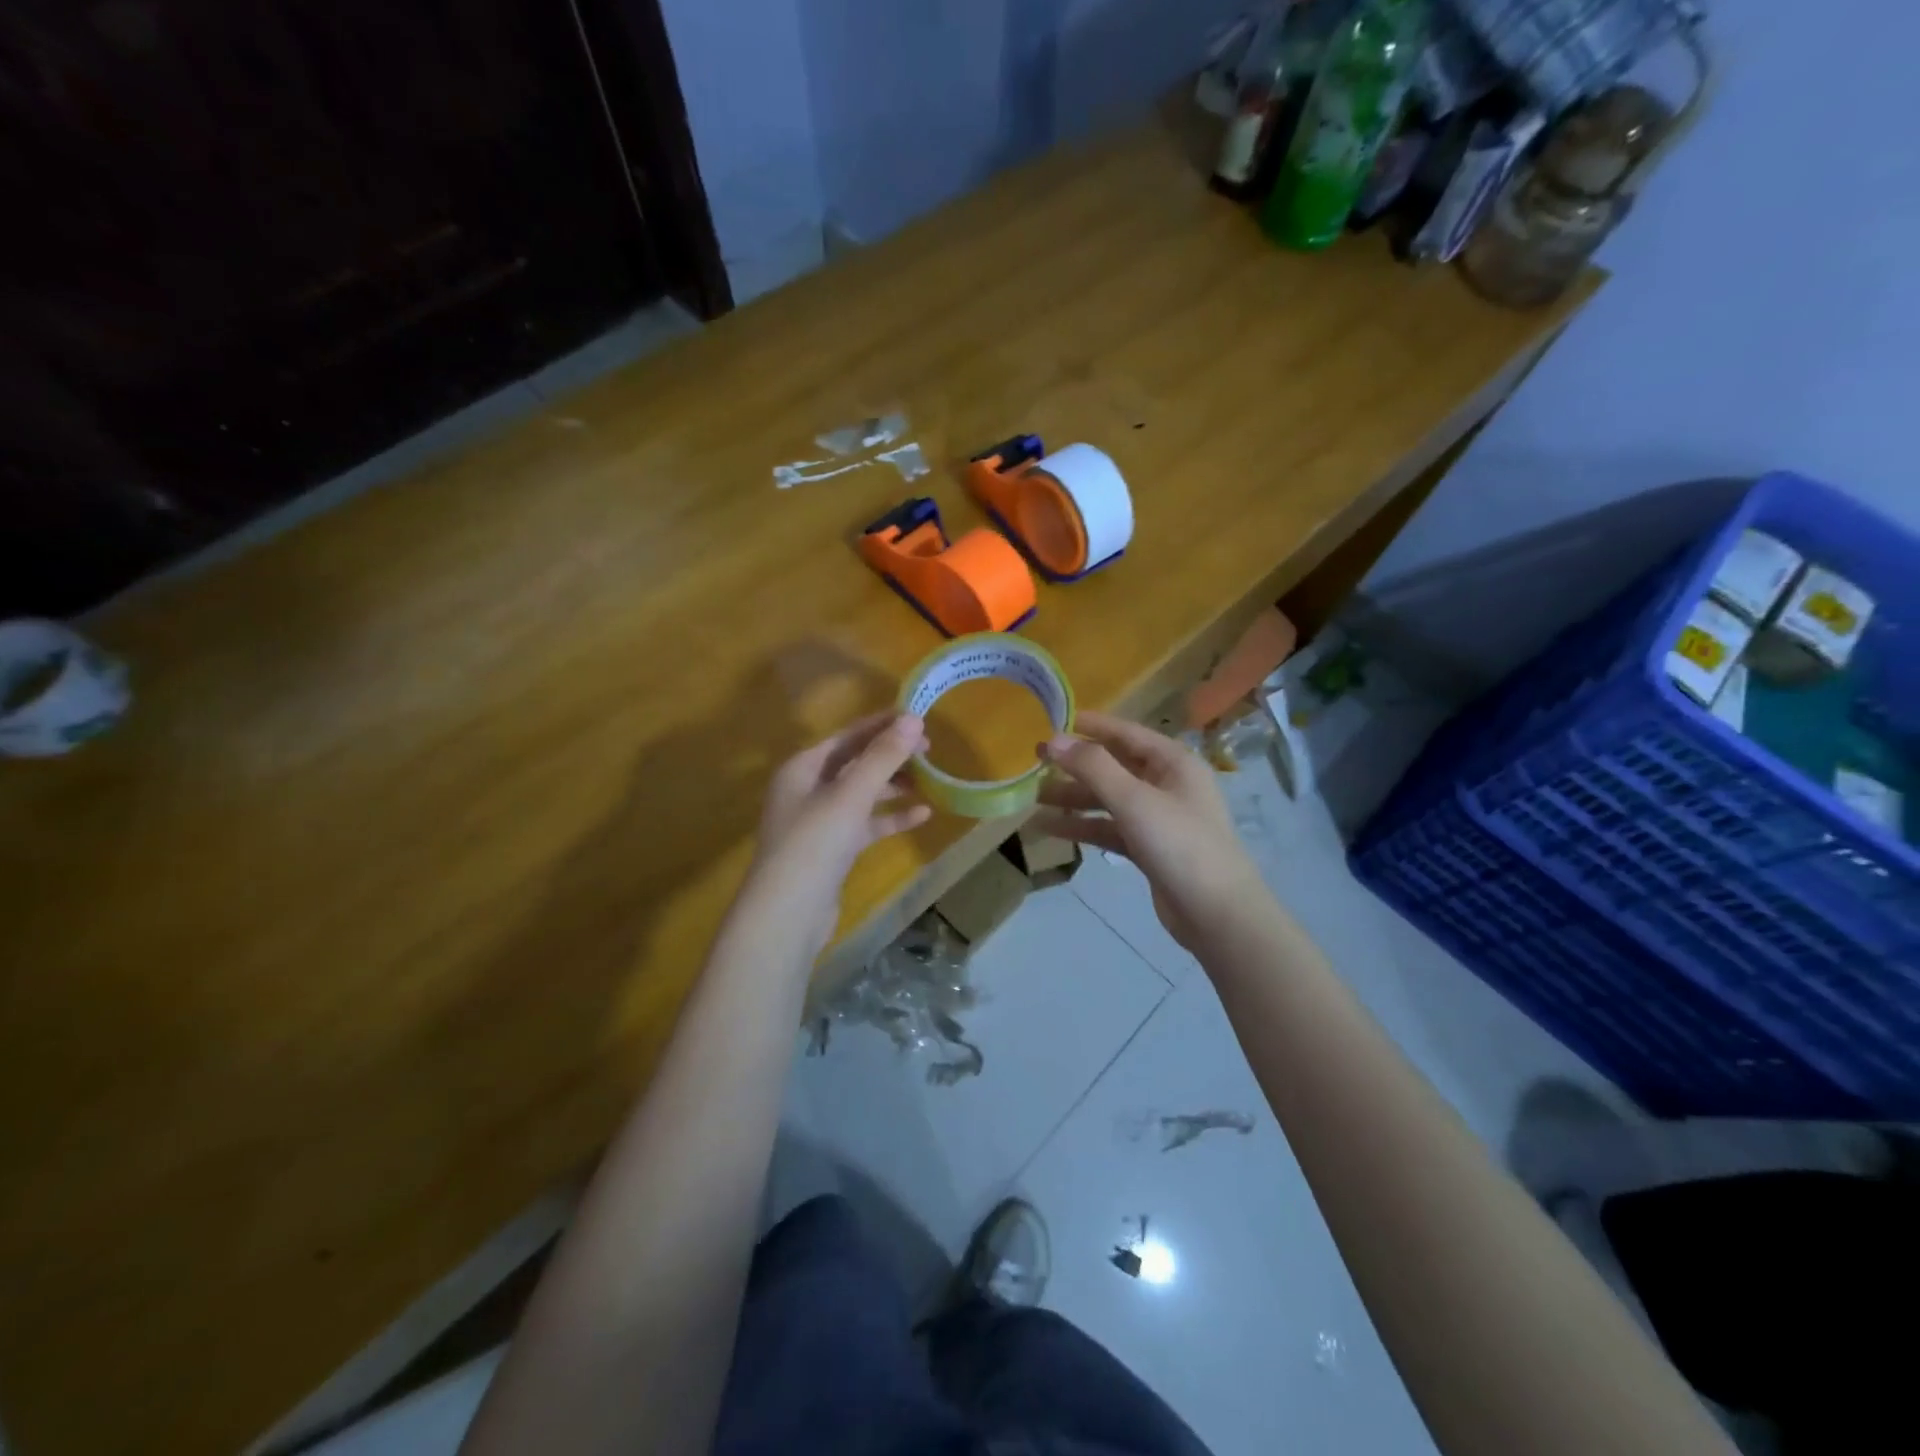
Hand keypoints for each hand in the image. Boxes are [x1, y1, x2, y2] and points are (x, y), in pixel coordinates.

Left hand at [733, 713, 932, 958]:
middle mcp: (807, 789)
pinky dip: (890, 818)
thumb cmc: (814, 843)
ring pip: (862, 794)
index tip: (918, 717)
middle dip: (891, 755)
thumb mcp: (850, 795)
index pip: (847, 737)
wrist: (788, 914)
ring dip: (893, 786)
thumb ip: (882, 757)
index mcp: (802, 768)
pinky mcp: (833, 849)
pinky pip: (866, 824)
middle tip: (929, 750)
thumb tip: (912, 720)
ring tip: (930, 780)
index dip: (881, 725)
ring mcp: (820, 821)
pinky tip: (922, 815)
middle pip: (855, 763)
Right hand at [1033, 711, 1265, 951]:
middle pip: (1114, 766)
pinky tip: (1051, 828)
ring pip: (1109, 799)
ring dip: (1075, 798)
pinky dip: (1083, 826)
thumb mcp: (1134, 800)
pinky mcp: (1148, 847)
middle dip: (1076, 765)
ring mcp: (1158, 818)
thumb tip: (1054, 740)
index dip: (1091, 726)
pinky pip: (1110, 828)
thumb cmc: (1179, 844)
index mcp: (1173, 762)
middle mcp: (1167, 784)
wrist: (1216, 914)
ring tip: (1034, 798)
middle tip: (1035, 762)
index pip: (1126, 733)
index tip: (1054, 721)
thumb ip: (1093, 767)